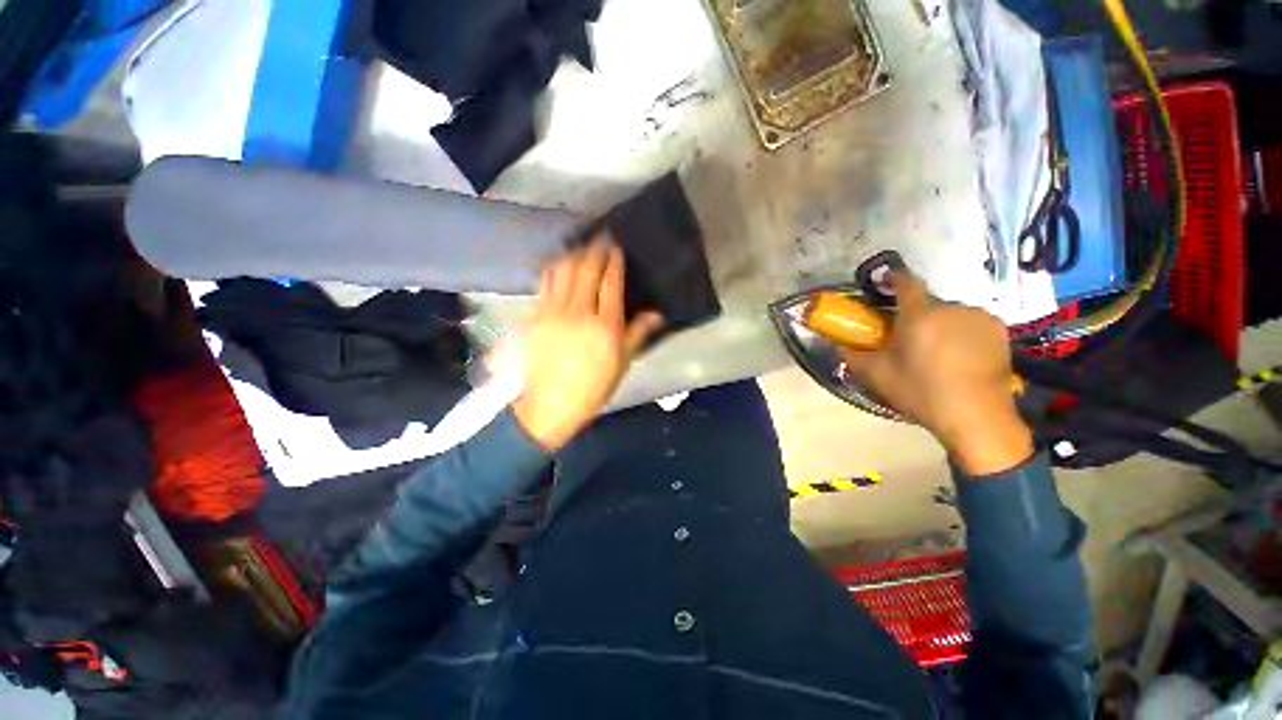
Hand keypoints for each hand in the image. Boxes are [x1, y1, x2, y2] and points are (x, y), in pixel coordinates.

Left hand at [512, 237, 663, 451]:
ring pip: (564, 270)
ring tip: (582, 245)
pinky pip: (546, 282)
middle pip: (587, 269)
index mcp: (605, 325)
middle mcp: (580, 311)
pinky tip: (560, 262)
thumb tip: (658, 313)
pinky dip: (555, 267)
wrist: (550, 403)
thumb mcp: (622, 363)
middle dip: (596, 249)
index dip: (615, 261)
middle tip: (602, 236)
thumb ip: (638, 334)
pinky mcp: (537, 314)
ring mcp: (555, 311)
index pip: (611, 283)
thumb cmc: (593, 386)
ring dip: (574, 253)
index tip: (617, 246)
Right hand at [842, 271, 1033, 475]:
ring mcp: (980, 317)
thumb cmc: (921, 392)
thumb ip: (853, 355)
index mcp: (919, 314)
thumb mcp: (878, 375)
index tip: (883, 281)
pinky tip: (958, 354)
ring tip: (934, 349)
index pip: (905, 282)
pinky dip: (961, 331)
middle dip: (914, 314)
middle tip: (905, 335)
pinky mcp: (1000, 331)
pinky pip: (971, 322)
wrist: (977, 417)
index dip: (892, 278)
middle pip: (927, 302)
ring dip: (938, 323)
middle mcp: (952, 307)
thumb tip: (836, 344)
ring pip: (950, 312)